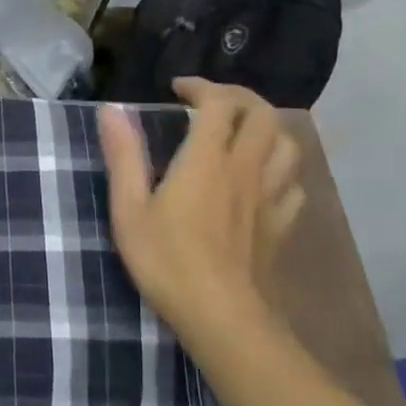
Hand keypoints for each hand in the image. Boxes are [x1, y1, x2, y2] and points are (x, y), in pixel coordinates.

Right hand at [99, 79, 305, 341]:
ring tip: (241, 134)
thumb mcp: (129, 209)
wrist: (223, 318)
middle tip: (211, 103)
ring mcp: (270, 197)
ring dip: (267, 128)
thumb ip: (123, 156)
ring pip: (288, 145)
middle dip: (239, 98)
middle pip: (264, 114)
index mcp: (208, 159)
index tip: (178, 90)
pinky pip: (293, 183)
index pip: (220, 103)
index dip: (202, 87)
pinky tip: (261, 180)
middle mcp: (246, 169)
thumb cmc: (168, 262)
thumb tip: (112, 110)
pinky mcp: (282, 225)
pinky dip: (279, 169)